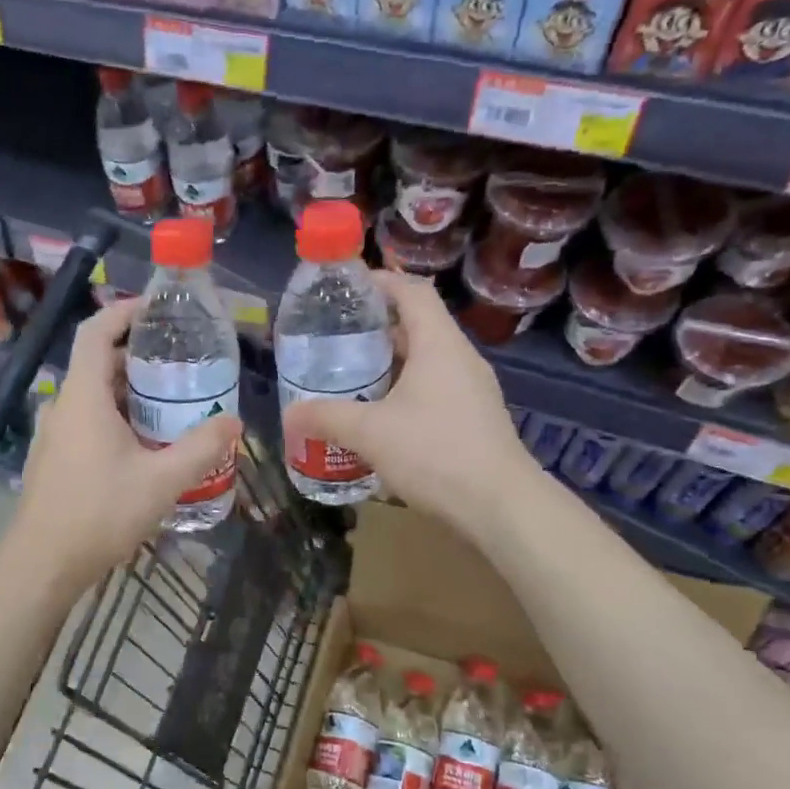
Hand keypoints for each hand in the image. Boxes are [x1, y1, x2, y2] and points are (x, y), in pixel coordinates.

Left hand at [10, 298, 241, 594]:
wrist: (43, 564)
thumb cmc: (100, 513)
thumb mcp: (162, 480)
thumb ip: (201, 448)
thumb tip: (234, 421)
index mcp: (83, 396)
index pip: (96, 331)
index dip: (123, 311)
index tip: (156, 308)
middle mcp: (63, 406)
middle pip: (98, 363)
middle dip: (138, 357)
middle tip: (181, 363)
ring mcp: (54, 434)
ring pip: (93, 396)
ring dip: (129, 392)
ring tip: (171, 402)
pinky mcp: (54, 458)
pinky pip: (87, 421)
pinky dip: (116, 417)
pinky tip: (145, 444)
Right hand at [281, 272, 533, 538]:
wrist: (500, 506)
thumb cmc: (435, 453)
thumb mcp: (370, 433)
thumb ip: (327, 418)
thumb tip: (289, 415)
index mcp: (439, 344)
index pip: (412, 292)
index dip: (381, 282)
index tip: (346, 289)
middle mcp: (460, 358)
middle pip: (417, 325)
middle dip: (375, 328)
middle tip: (335, 339)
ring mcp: (471, 389)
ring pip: (425, 360)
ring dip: (388, 363)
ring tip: (349, 376)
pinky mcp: (473, 418)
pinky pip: (433, 388)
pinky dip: (403, 390)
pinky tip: (378, 416)